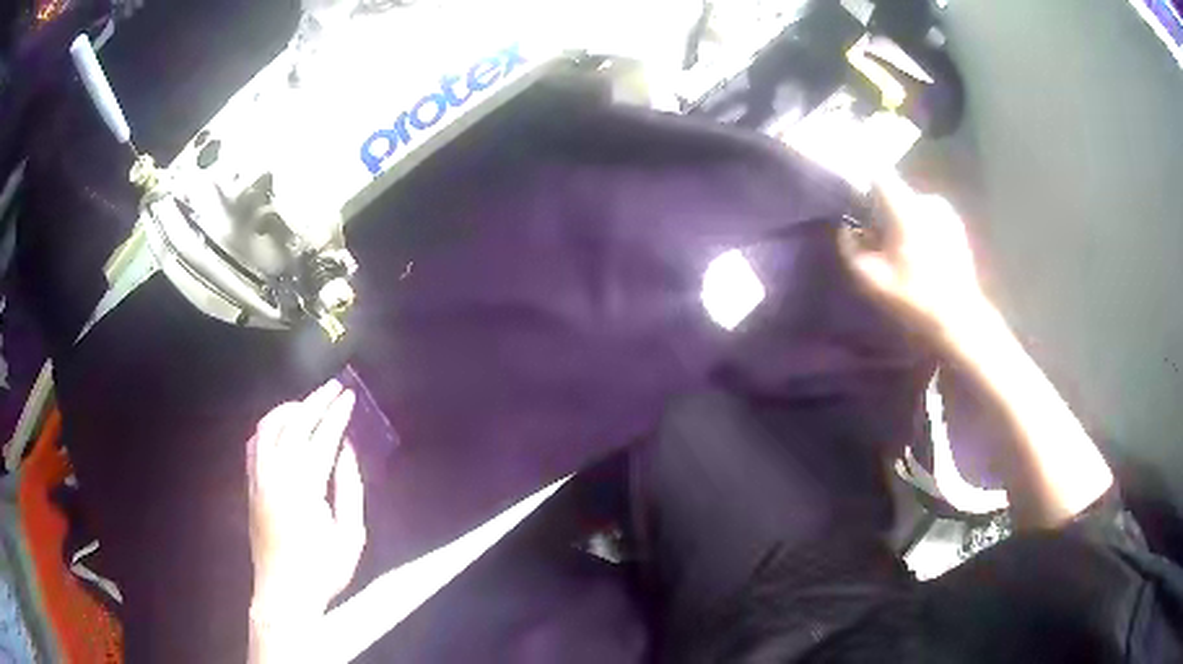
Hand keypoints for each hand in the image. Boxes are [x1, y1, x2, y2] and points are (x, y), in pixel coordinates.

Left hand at [247, 380, 364, 624]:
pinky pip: (254, 443)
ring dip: (289, 408)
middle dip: (316, 401)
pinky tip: (280, 426)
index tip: (349, 397)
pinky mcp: (250, 485)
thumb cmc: (322, 569)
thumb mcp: (350, 535)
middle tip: (333, 388)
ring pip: (269, 427)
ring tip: (308, 403)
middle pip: (294, 423)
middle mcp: (276, 474)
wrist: (284, 591)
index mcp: (304, 486)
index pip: (321, 437)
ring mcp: (258, 477)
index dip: (337, 415)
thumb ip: (349, 489)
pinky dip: (268, 426)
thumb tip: (347, 450)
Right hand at [840, 172, 989, 333]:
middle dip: (881, 210)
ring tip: (899, 251)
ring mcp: (945, 211)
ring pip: (911, 205)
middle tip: (875, 238)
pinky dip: (919, 228)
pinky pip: (928, 216)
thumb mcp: (871, 279)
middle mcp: (927, 199)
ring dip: (901, 220)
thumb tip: (846, 228)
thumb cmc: (914, 298)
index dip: (861, 185)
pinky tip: (920, 256)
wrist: (960, 318)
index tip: (853, 203)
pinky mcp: (956, 225)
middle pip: (894, 192)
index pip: (877, 174)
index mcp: (906, 207)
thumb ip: (850, 248)